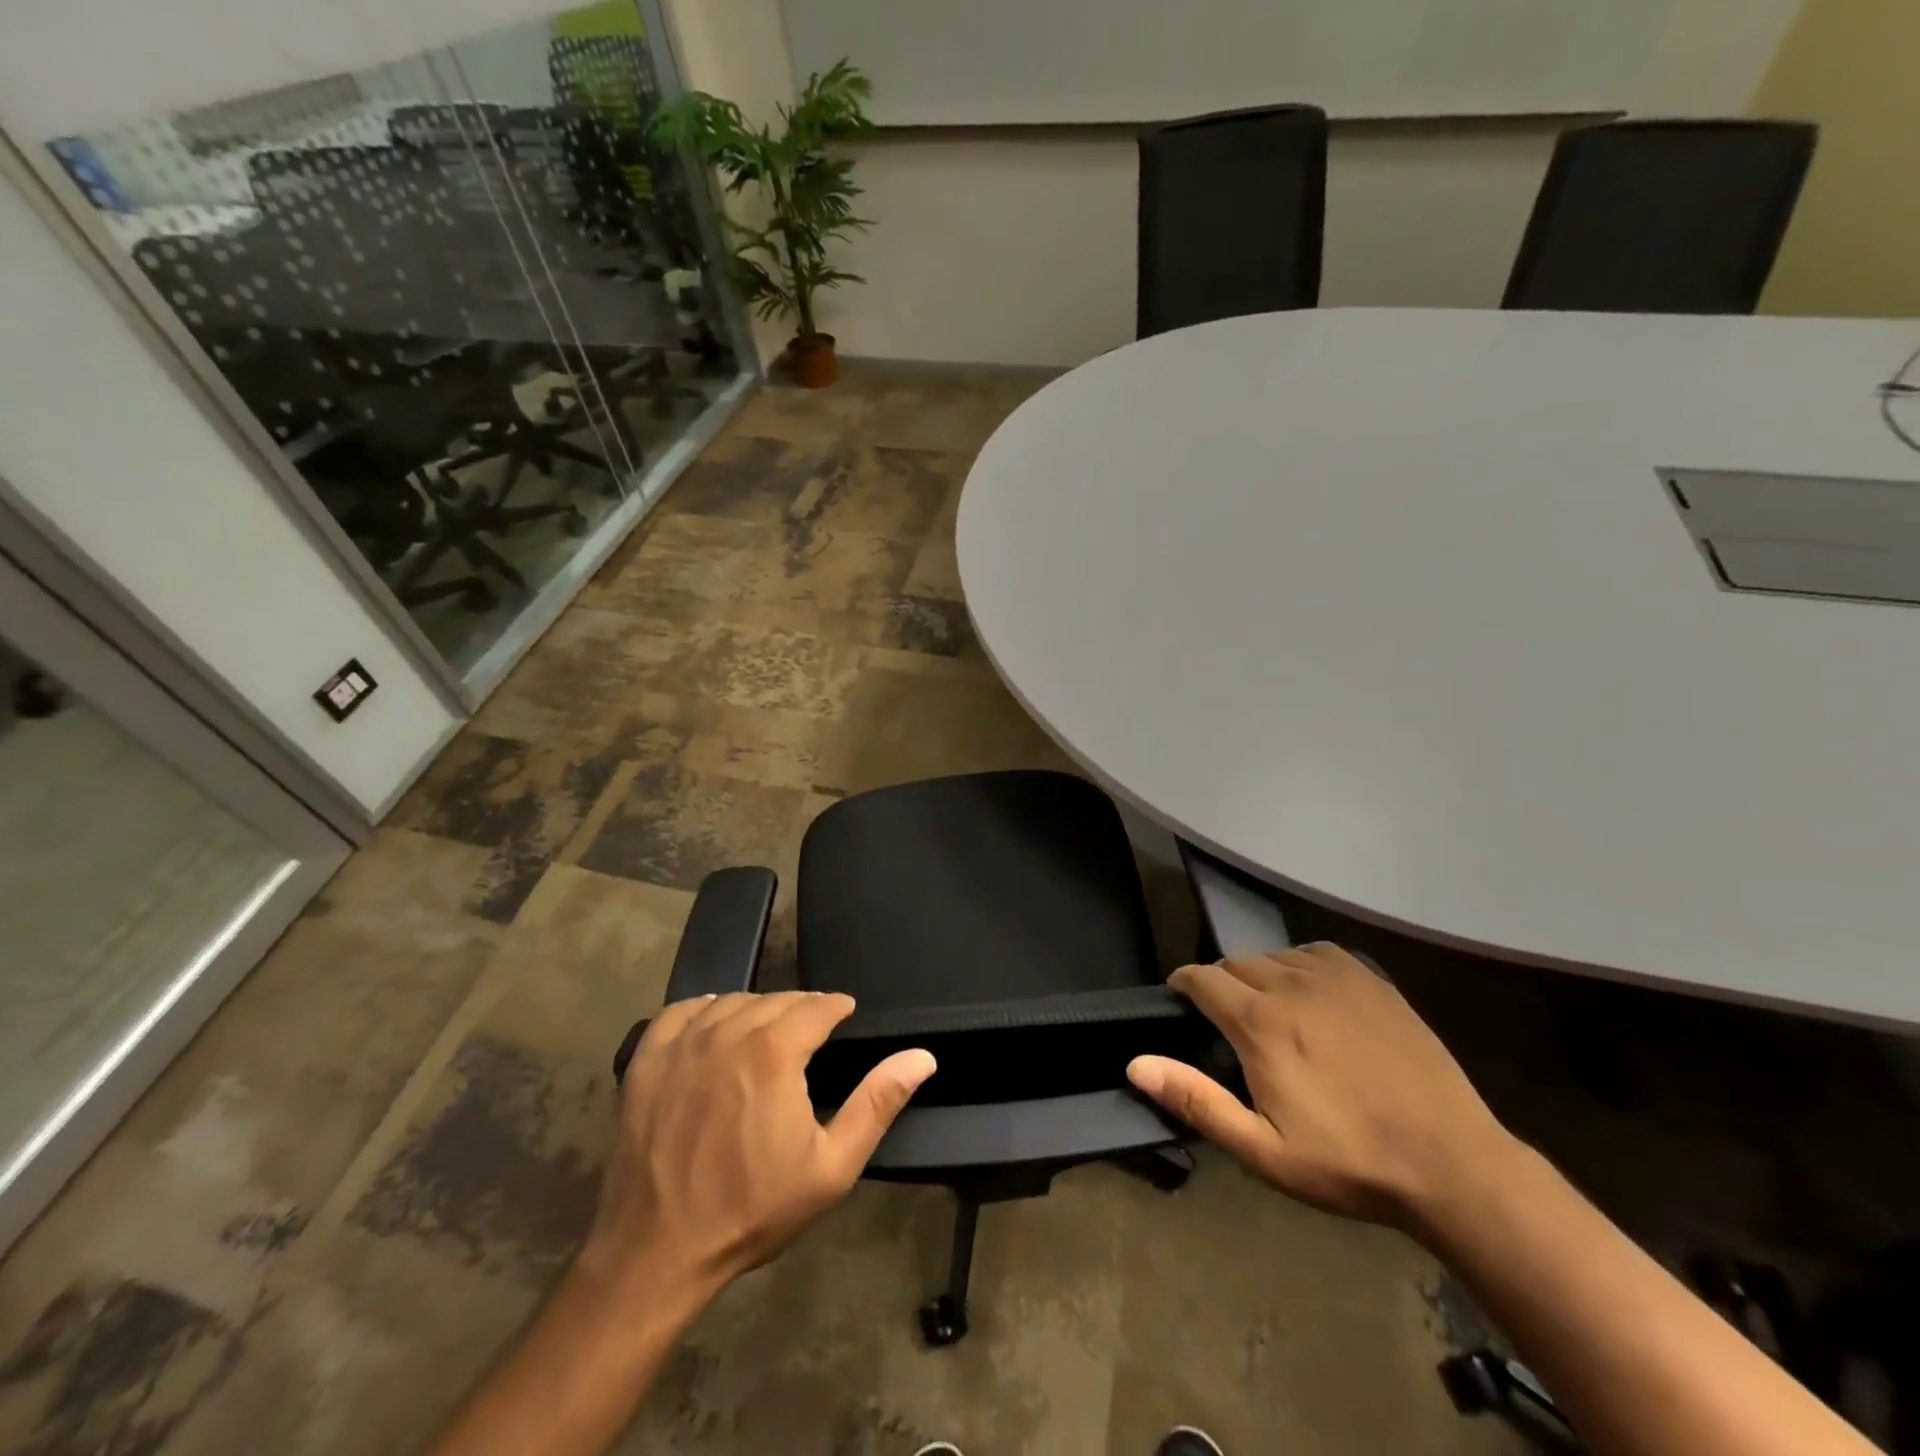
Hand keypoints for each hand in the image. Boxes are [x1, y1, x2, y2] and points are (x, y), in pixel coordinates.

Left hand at [581, 992, 935, 1295]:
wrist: (657, 1253)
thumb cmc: (752, 1209)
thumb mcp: (831, 1167)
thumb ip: (877, 1103)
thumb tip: (922, 1057)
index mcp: (775, 1052)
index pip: (816, 1006)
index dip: (836, 1007)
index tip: (845, 1013)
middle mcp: (728, 1033)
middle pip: (775, 999)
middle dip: (801, 1007)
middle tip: (813, 1026)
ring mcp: (683, 1045)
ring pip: (731, 1001)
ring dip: (757, 1007)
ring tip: (769, 1026)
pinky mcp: (647, 1062)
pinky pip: (679, 1012)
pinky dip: (703, 1008)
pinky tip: (713, 1021)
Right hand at [1127, 944, 1515, 1232]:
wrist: (1452, 1164)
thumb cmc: (1348, 1162)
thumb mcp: (1262, 1150)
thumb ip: (1196, 1101)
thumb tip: (1135, 1063)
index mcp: (1259, 1022)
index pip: (1201, 978)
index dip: (1183, 984)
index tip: (1179, 999)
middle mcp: (1291, 984)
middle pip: (1235, 963)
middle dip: (1221, 984)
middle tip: (1227, 1020)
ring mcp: (1336, 977)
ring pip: (1275, 956)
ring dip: (1260, 975)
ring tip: (1269, 1008)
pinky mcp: (1372, 981)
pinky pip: (1317, 953)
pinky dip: (1300, 964)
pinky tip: (1311, 992)